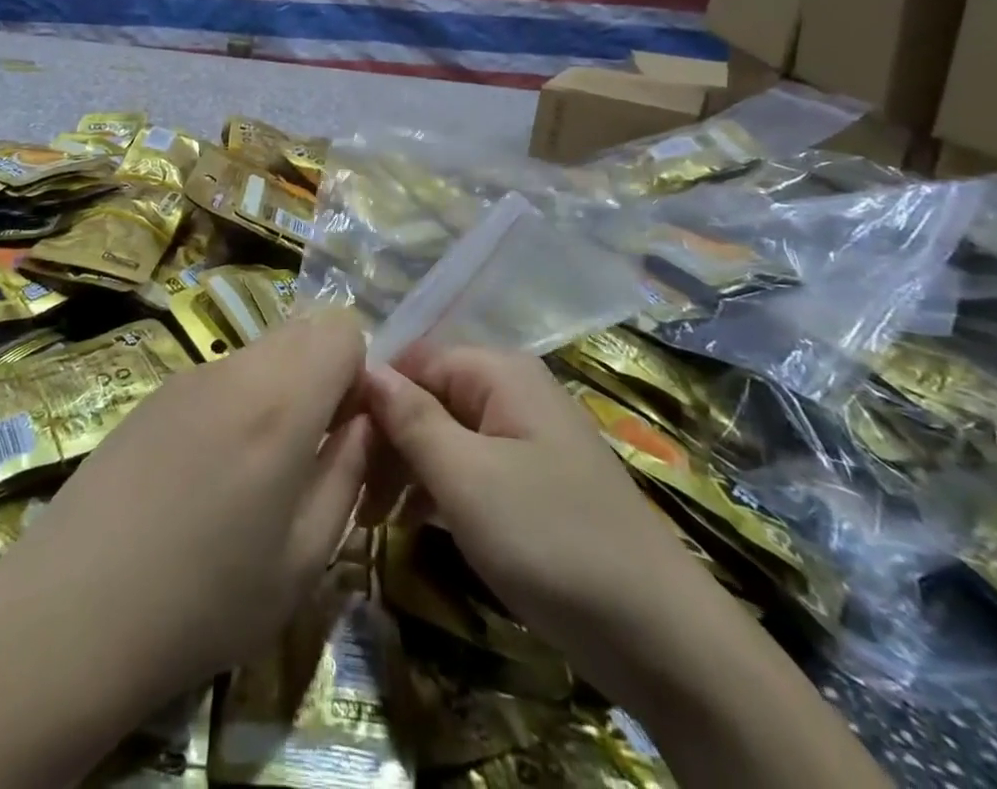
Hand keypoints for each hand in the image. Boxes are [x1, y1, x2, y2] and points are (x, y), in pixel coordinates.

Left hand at [0, 311, 371, 716]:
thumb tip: (365, 424)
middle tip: (309, 451)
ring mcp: (187, 376)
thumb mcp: (303, 559)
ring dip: (279, 390)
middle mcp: (235, 368)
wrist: (69, 614)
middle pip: (302, 330)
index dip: (359, 371)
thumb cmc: (203, 601)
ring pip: (261, 352)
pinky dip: (237, 402)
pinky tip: (205, 474)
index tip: (348, 430)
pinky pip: (219, 375)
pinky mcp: (154, 393)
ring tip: (255, 472)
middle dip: (322, 376)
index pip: (342, 327)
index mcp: (280, 400)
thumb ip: (347, 473)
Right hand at [363, 346, 723, 700]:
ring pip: (445, 435)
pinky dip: (437, 489)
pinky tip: (410, 524)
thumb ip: (411, 417)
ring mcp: (524, 438)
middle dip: (387, 438)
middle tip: (350, 492)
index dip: (372, 394)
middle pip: (428, 396)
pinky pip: (470, 467)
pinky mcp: (532, 482)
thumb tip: (366, 367)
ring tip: (369, 515)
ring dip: (406, 468)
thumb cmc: (551, 539)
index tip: (335, 441)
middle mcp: (511, 392)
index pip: (413, 359)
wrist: (660, 635)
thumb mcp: (466, 476)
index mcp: (498, 372)